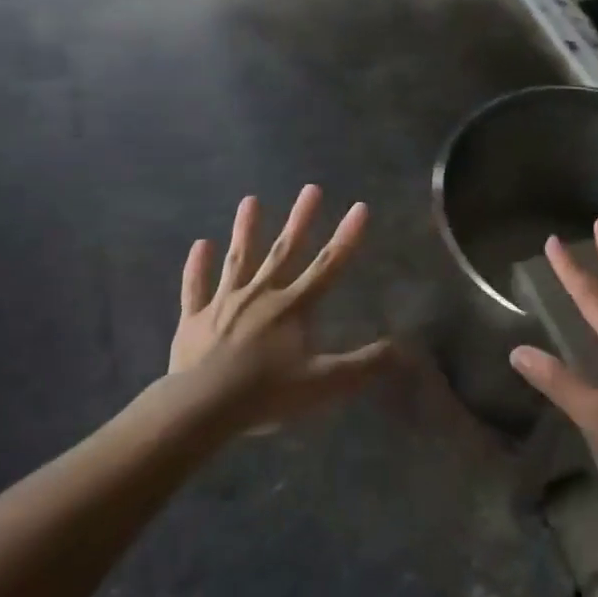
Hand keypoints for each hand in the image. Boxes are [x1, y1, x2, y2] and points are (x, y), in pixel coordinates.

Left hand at [167, 186, 393, 430]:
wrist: (202, 408)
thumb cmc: (267, 394)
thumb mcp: (324, 384)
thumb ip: (364, 365)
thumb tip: (402, 348)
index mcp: (293, 307)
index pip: (328, 265)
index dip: (347, 237)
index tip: (360, 206)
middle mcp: (261, 294)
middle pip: (284, 251)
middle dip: (301, 219)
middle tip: (311, 188)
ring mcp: (225, 303)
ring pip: (238, 259)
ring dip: (245, 230)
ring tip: (250, 200)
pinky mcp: (194, 319)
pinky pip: (196, 287)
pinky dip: (198, 266)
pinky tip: (200, 244)